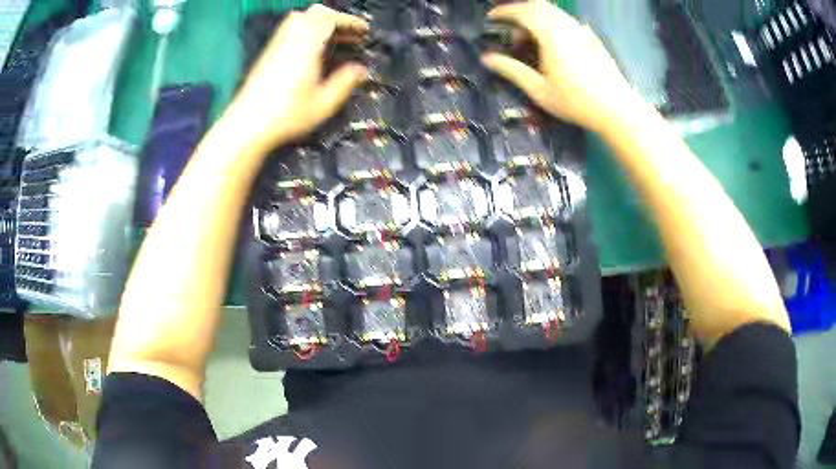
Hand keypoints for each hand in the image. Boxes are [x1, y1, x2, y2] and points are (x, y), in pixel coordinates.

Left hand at [226, 5, 368, 150]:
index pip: (330, 19)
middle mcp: (290, 40)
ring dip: (320, 23)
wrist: (246, 125)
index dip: (350, 21)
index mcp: (306, 47)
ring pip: (300, 19)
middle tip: (349, 34)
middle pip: (315, 13)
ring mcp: (277, 45)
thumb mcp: (323, 104)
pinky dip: (306, 31)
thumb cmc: (285, 116)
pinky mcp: (268, 53)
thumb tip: (361, 70)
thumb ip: (345, 83)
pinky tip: (312, 51)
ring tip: (333, 40)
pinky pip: (290, 30)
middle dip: (336, 19)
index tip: (363, 30)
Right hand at [481, 0, 636, 133]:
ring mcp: (582, 30)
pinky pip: (567, 21)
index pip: (523, 11)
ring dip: (537, 19)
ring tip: (530, 42)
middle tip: (511, 31)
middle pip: (538, 6)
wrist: (616, 109)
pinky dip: (552, 24)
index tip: (491, 18)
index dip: (504, 11)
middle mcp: (566, 26)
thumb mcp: (539, 90)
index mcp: (551, 35)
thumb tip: (486, 59)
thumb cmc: (576, 102)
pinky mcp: (592, 38)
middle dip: (520, 13)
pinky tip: (553, 45)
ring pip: (554, 12)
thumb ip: (512, 70)